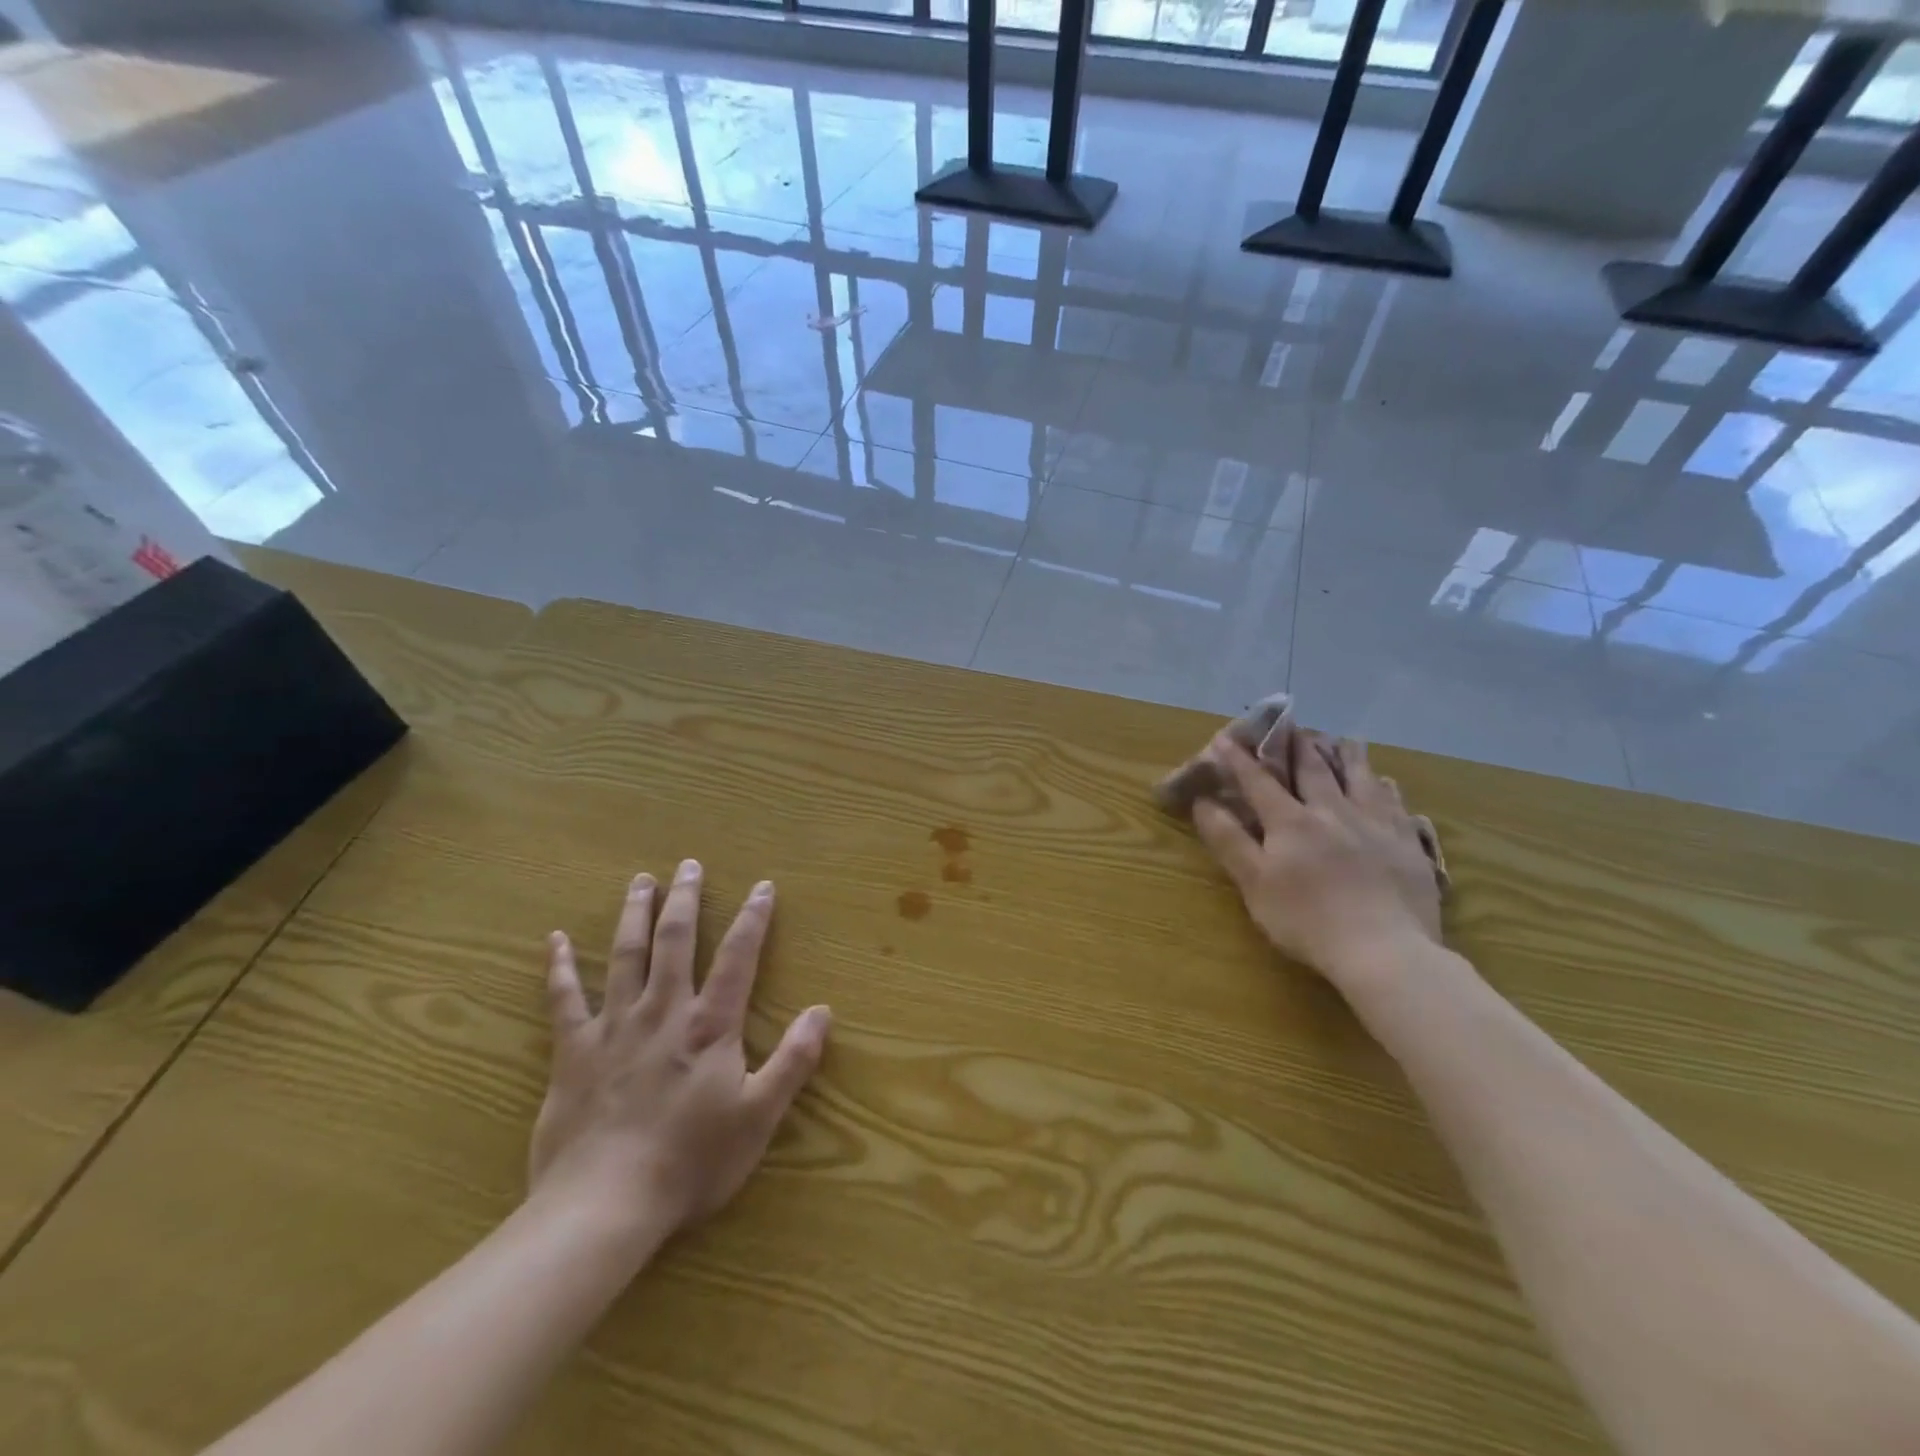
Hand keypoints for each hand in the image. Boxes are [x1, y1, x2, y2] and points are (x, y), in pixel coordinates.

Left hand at [528, 860, 831, 1257]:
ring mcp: (614, 1028)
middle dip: (685, 900)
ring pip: (625, 956)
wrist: (604, 1207)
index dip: (753, 919)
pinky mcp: (573, 1052)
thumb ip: (793, 1061)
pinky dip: (558, 968)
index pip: (738, 957)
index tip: (762, 886)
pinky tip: (553, 940)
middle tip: (688, 865)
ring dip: (634, 915)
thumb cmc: (690, 1163)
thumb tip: (823, 1011)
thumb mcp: (758, 1117)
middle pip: (676, 941)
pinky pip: (564, 1000)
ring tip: (640, 881)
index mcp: (710, 1026)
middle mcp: (663, 1012)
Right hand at [1191, 732, 1441, 992]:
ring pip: (1360, 780)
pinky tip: (1387, 783)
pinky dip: (1387, 789)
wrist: (1384, 951)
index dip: (1240, 760)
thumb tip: (1204, 801)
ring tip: (1345, 739)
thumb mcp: (1254, 883)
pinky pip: (1397, 806)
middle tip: (1294, 724)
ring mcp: (1375, 826)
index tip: (1226, 737)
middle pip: (1314, 771)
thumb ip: (1228, 839)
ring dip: (1349, 757)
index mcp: (1291, 822)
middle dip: (1299, 746)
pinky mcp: (1407, 845)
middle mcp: (1333, 812)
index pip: (1259, 782)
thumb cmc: (1307, 920)